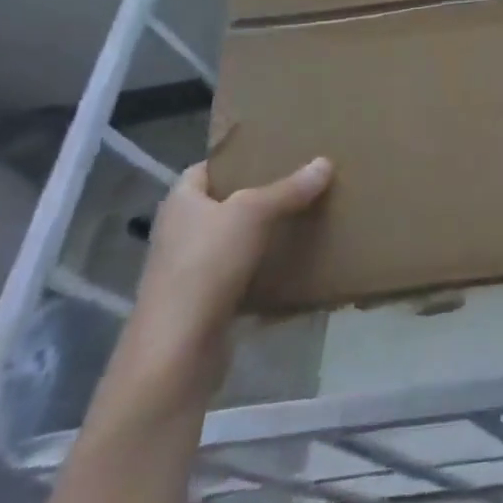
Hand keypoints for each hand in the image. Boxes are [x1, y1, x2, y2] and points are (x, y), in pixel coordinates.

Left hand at [116, 158, 332, 405]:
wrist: (177, 351)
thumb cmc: (206, 265)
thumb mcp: (253, 214)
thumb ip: (289, 188)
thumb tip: (325, 162)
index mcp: (180, 202)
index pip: (205, 169)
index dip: (235, 159)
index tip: (272, 152)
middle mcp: (179, 232)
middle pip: (221, 203)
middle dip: (256, 194)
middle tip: (298, 180)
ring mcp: (188, 270)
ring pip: (231, 240)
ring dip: (261, 232)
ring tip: (302, 215)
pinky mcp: (203, 303)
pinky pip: (238, 274)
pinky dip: (262, 267)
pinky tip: (291, 261)